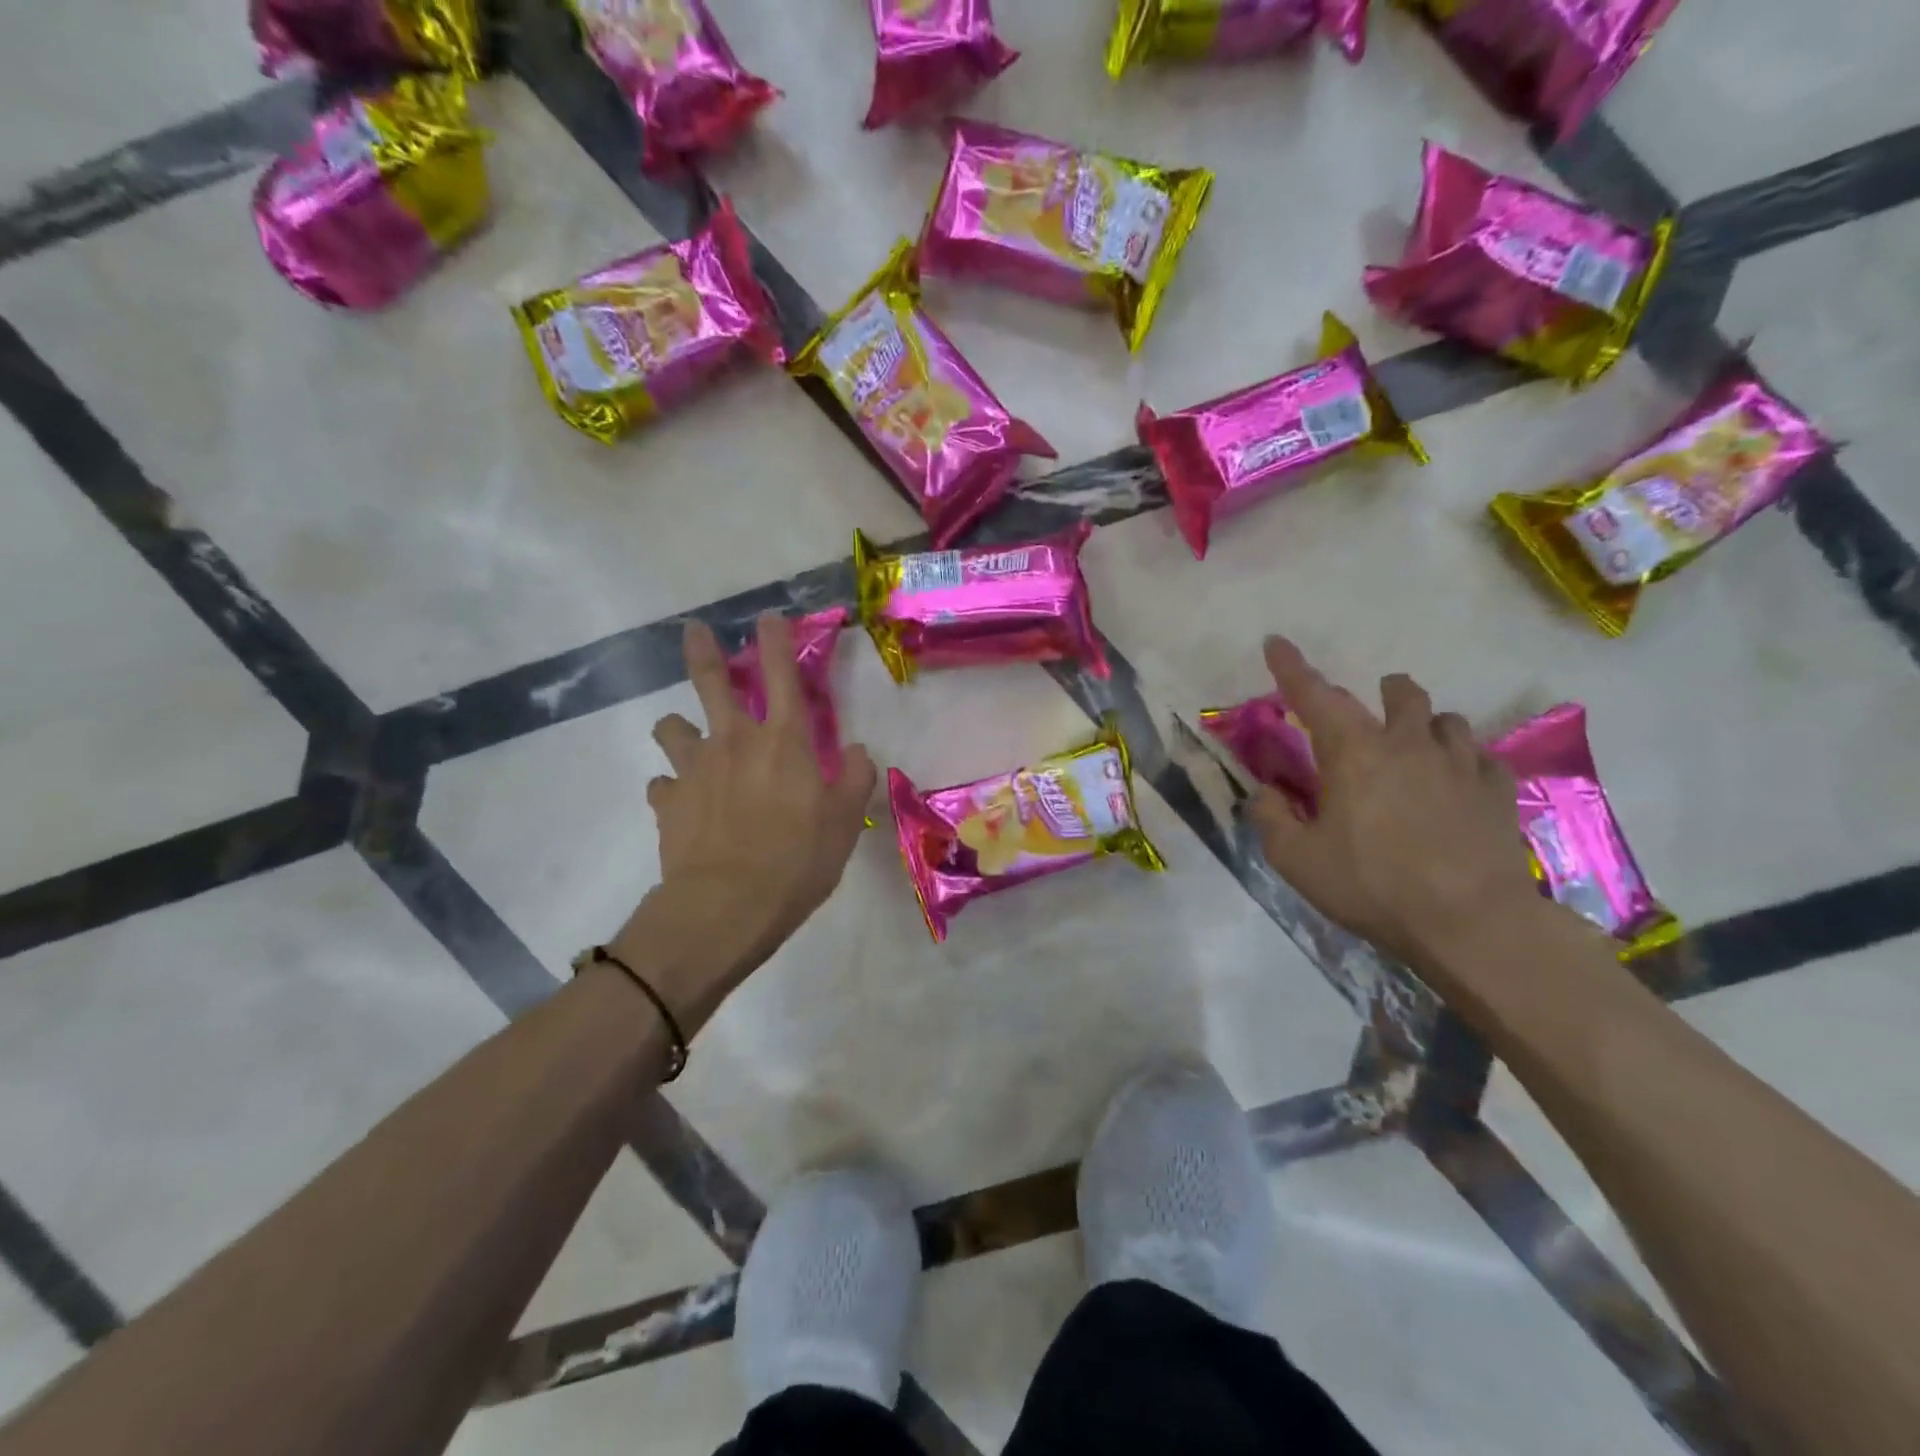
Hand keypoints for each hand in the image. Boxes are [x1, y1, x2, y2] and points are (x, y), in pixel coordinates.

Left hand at [617, 615, 876, 1023]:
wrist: (726, 906)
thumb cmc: (797, 861)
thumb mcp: (845, 823)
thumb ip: (855, 780)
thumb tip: (859, 752)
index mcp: (784, 741)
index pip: (781, 674)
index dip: (775, 640)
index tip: (767, 617)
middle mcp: (734, 742)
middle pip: (712, 682)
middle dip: (704, 651)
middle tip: (694, 631)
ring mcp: (695, 769)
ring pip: (672, 728)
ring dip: (678, 727)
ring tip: (684, 736)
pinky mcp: (668, 802)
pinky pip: (664, 784)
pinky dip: (673, 787)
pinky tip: (682, 802)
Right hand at [1248, 636, 1543, 974]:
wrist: (1471, 923)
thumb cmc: (1372, 885)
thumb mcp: (1296, 859)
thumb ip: (1271, 818)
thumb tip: (1267, 792)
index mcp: (1353, 753)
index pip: (1315, 695)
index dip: (1291, 667)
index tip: (1276, 642)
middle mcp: (1408, 744)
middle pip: (1400, 693)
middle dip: (1382, 692)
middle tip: (1368, 714)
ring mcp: (1459, 764)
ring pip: (1446, 719)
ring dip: (1426, 724)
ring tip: (1416, 746)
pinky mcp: (1497, 791)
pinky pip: (1482, 757)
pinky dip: (1464, 759)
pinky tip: (1458, 780)